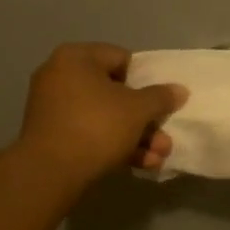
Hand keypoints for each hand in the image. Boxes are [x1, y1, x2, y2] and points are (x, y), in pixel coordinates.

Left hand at [17, 43, 187, 185]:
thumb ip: (160, 97)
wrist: (50, 172)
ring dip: (135, 137)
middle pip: (114, 93)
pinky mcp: (51, 136)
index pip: (121, 58)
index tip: (159, 102)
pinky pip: (88, 133)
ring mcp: (52, 107)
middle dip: (144, 119)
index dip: (146, 80)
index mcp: (76, 57)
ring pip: (104, 117)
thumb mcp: (138, 109)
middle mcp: (59, 76)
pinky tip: (140, 165)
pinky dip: (112, 146)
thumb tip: (179, 90)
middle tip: (164, 138)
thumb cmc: (97, 126)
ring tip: (158, 157)